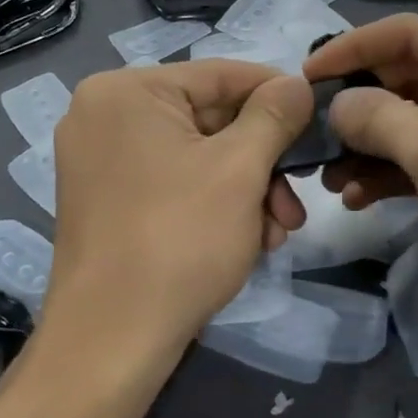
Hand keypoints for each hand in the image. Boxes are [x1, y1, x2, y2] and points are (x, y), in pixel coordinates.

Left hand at [44, 61, 313, 366]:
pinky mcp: (105, 200)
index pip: (220, 75)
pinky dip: (213, 204)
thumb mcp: (240, 169)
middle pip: (209, 120)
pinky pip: (173, 182)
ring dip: (246, 190)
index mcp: (126, 91)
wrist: (110, 342)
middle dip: (262, 163)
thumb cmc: (178, 239)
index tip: (319, 117)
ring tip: (276, 234)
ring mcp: (99, 160)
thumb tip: (298, 82)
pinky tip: (246, 241)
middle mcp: (104, 115)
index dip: (277, 94)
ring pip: (196, 156)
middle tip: (295, 203)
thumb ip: (274, 115)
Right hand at [304, 15, 417, 322]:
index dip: (351, 49)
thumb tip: (338, 106)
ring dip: (369, 147)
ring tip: (328, 177)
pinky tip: (357, 198)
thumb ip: (374, 116)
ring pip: (414, 124)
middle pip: (408, 79)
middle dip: (359, 108)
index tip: (304, 75)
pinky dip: (392, 174)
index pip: (408, 33)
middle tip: (312, 132)